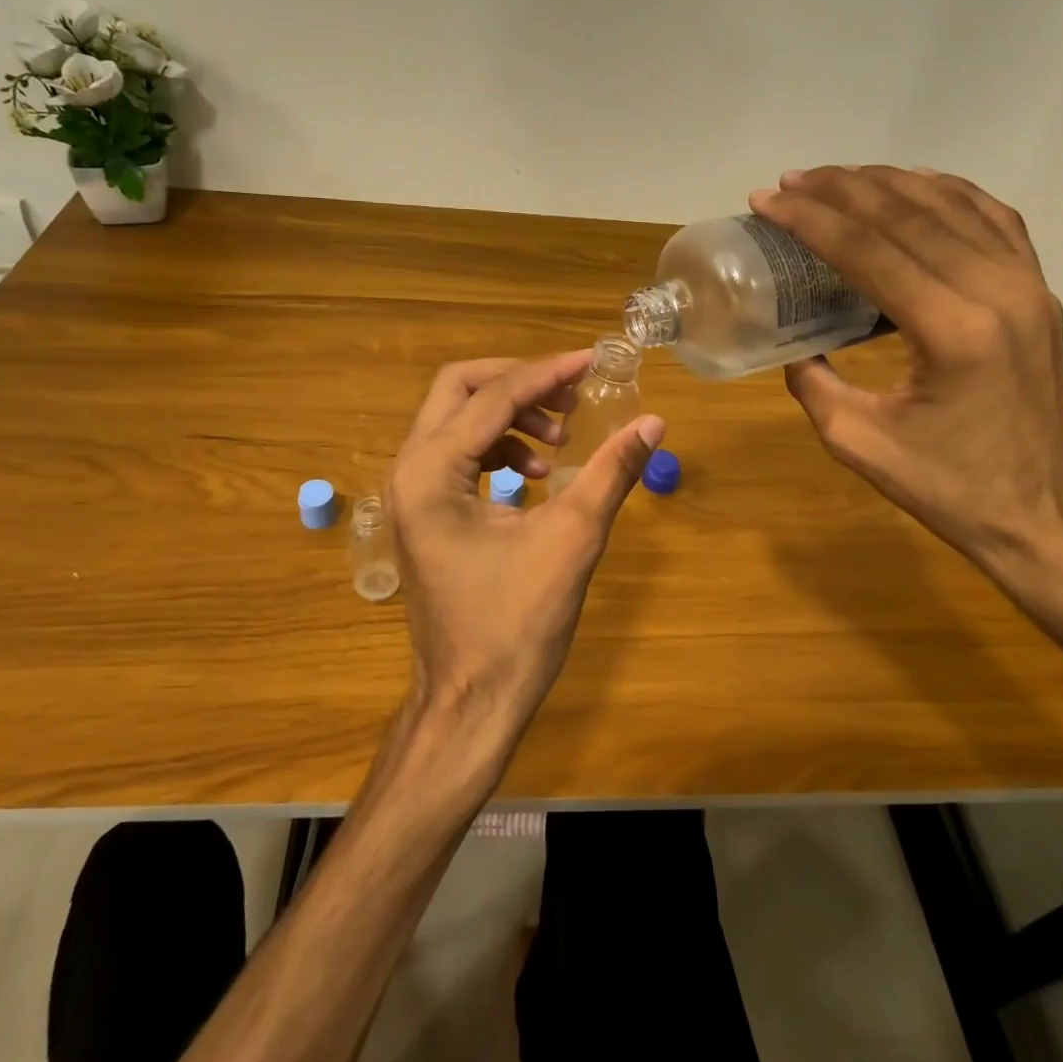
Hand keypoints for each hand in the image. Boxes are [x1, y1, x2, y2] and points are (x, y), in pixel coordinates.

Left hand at [385, 351, 664, 754]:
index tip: (593, 359)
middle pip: (458, 390)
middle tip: (571, 396)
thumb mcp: (571, 540)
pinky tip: (541, 475)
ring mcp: (412, 494)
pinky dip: (501, 448)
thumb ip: (611, 472)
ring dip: (511, 416)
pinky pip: (460, 455)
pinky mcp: (426, 513)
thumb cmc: (515, 626)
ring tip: (562, 442)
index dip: (547, 372)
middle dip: (518, 383)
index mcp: (430, 473)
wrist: (471, 701)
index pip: (493, 397)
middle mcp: (409, 471)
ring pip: (457, 420)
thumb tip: (653, 422)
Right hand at [749, 166, 1062, 597]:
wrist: (1040, 512)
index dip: (810, 219)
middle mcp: (996, 291)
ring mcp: (1027, 284)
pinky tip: (911, 185)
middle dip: (840, 190)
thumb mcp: (857, 442)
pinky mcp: (1039, 290)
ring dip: (886, 182)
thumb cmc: (948, 487)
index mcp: (951, 331)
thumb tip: (794, 344)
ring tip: (835, 178)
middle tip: (790, 182)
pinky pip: (992, 218)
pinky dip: (946, 192)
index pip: (868, 249)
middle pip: (907, 214)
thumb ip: (813, 383)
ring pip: (950, 204)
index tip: (767, 201)